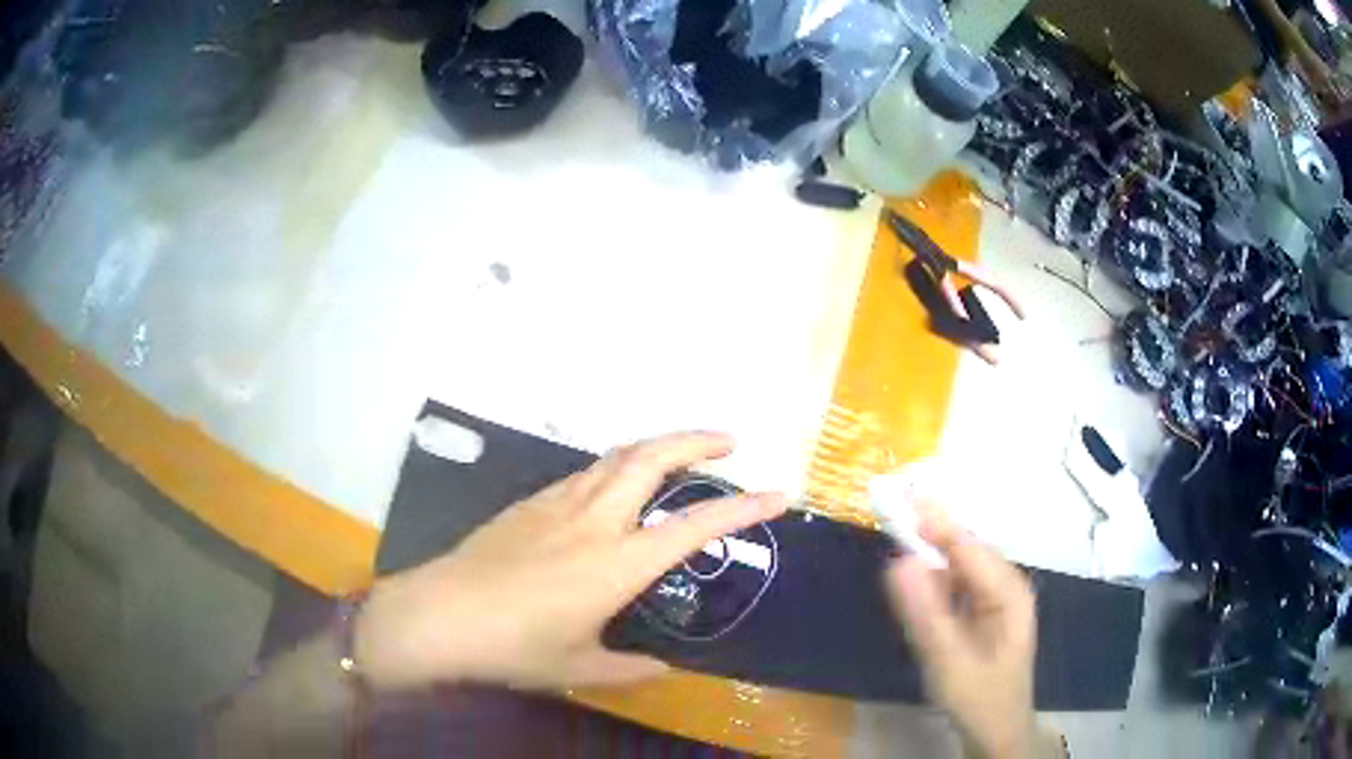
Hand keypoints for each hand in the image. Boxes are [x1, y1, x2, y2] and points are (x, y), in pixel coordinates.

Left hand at [354, 432, 787, 692]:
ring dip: (656, 446)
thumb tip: (662, 669)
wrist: (438, 615)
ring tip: (680, 454)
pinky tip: (616, 486)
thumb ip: (629, 669)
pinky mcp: (529, 502)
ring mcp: (557, 504)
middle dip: (696, 439)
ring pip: (616, 455)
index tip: (777, 495)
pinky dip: (616, 465)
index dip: (742, 507)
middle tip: (729, 441)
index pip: (693, 527)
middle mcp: (593, 520)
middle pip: (651, 458)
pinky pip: (585, 472)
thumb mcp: (578, 668)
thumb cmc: (512, 647)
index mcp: (616, 564)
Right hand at [886, 506, 1037, 758]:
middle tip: (891, 506)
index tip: (898, 495)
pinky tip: (915, 579)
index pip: (967, 545)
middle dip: (930, 529)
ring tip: (898, 531)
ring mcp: (995, 598)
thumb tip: (896, 562)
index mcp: (1008, 591)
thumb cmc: (979, 698)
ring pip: (959, 565)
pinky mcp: (982, 612)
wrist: (997, 731)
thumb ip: (924, 614)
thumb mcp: (948, 661)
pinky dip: (933, 578)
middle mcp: (1005, 585)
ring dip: (929, 552)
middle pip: (964, 549)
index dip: (933, 520)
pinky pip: (956, 585)